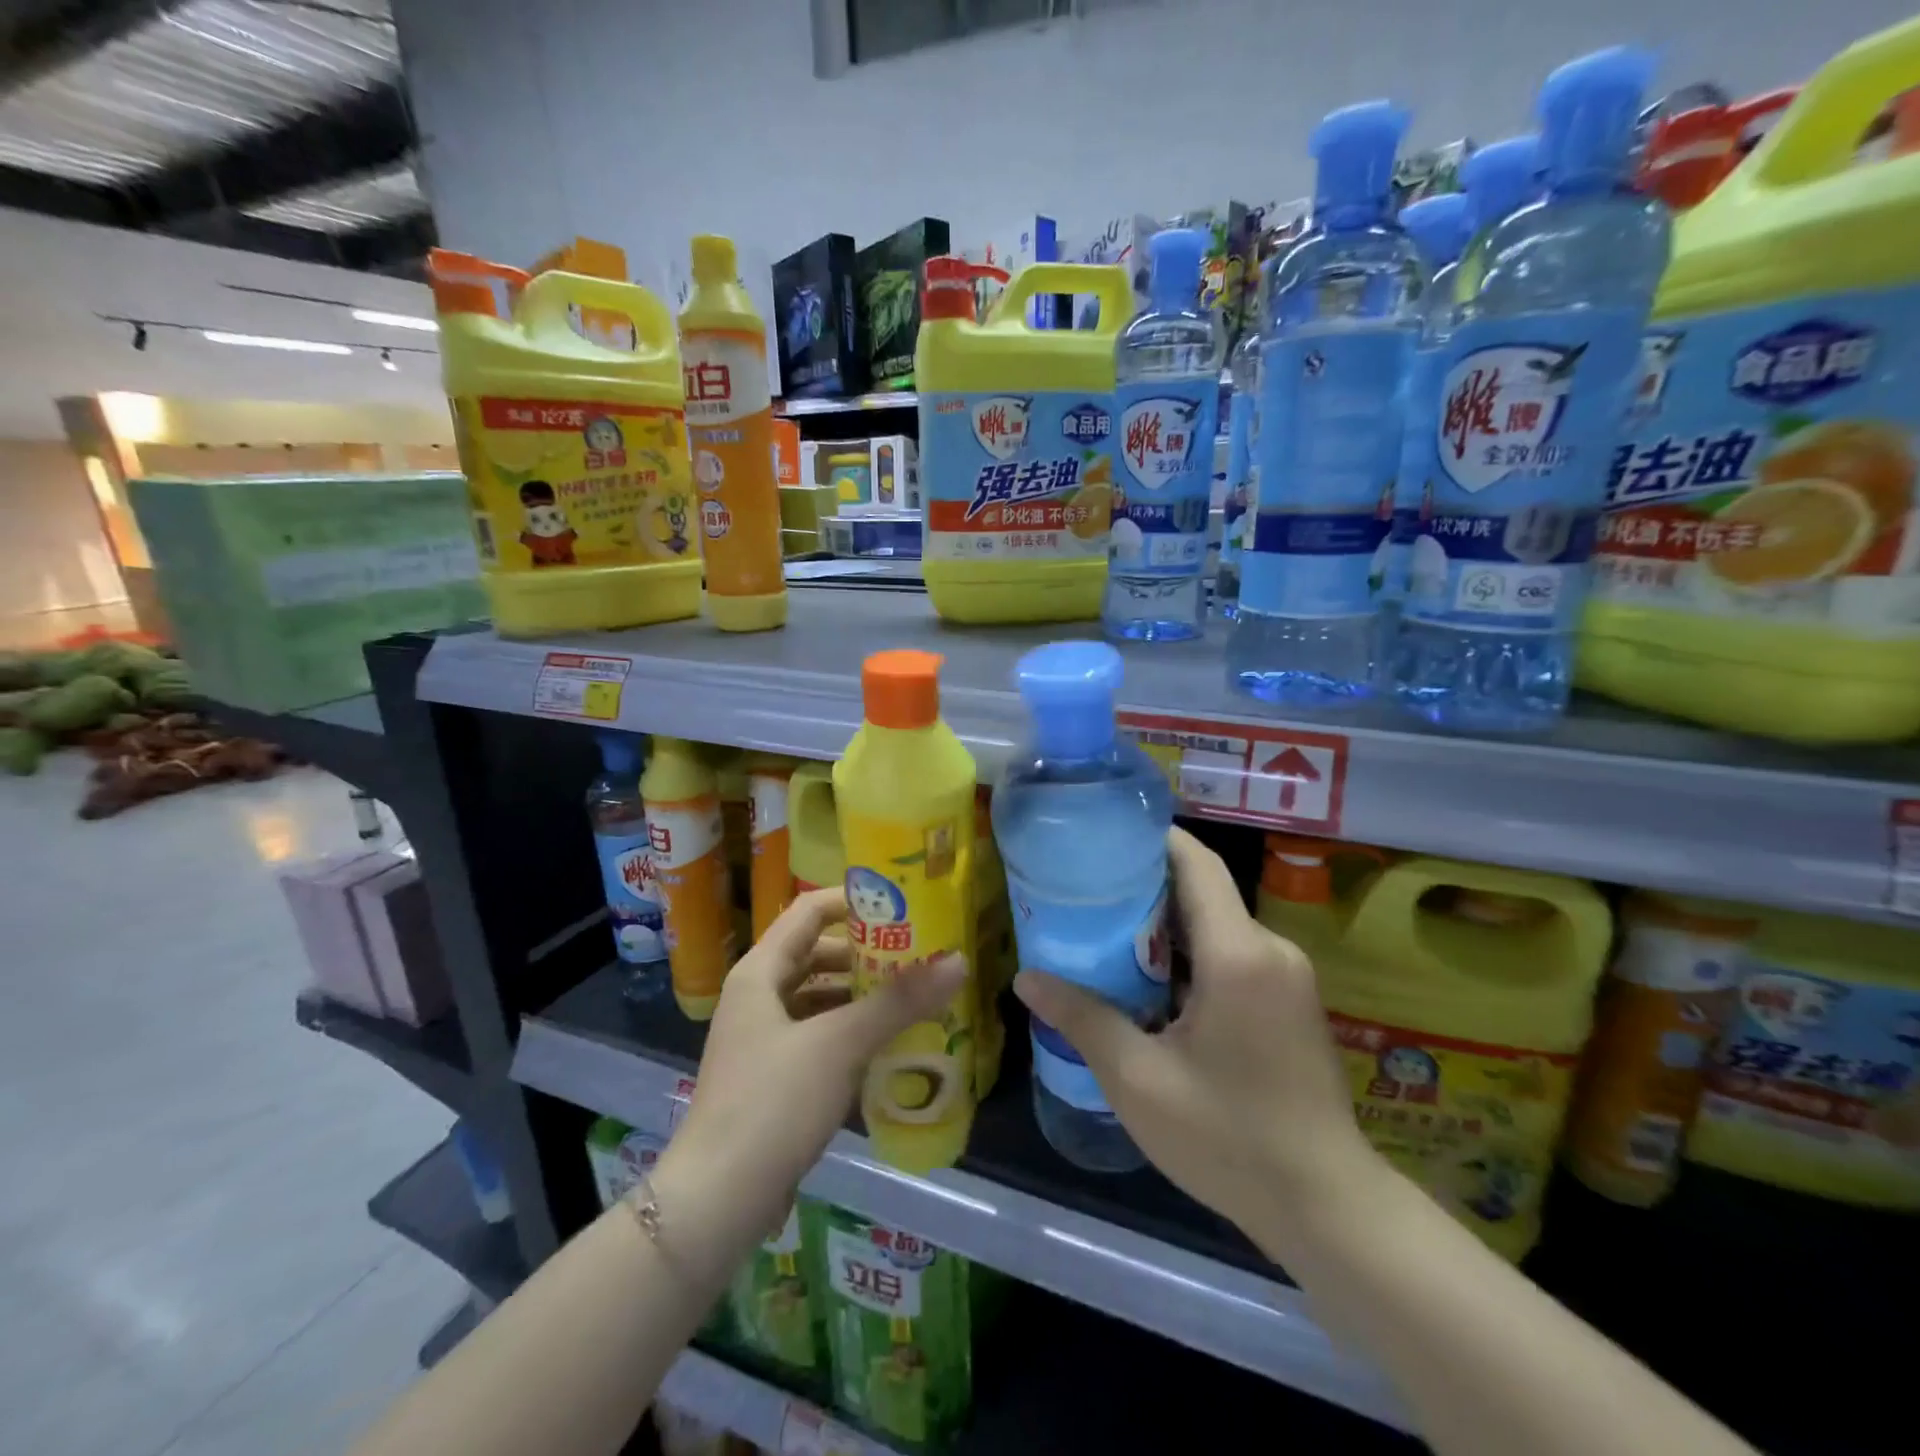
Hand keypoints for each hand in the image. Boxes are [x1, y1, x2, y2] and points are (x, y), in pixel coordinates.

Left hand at [672, 889, 965, 1236]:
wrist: (717, 1201)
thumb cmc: (773, 1104)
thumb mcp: (840, 1044)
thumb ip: (898, 1002)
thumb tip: (958, 961)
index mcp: (760, 972)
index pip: (809, 911)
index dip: (853, 901)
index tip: (902, 906)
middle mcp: (758, 996)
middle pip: (817, 954)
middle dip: (867, 953)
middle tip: (919, 956)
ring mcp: (763, 1039)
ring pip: (820, 998)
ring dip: (862, 995)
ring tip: (914, 998)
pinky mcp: (773, 1078)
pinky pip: (819, 1036)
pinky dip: (852, 1032)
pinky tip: (889, 1046)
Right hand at [1014, 828, 1377, 1254]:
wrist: (1328, 1208)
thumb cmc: (1229, 1138)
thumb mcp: (1139, 1080)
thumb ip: (1082, 1018)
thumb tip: (1026, 978)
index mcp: (1238, 954)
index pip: (1197, 864)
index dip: (1154, 839)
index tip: (1105, 835)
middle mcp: (1270, 950)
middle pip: (1203, 892)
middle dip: (1145, 886)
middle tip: (1086, 892)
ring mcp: (1288, 978)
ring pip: (1218, 927)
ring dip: (1166, 927)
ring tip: (1105, 934)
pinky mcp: (1292, 1004)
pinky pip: (1235, 956)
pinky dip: (1192, 957)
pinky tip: (1151, 984)